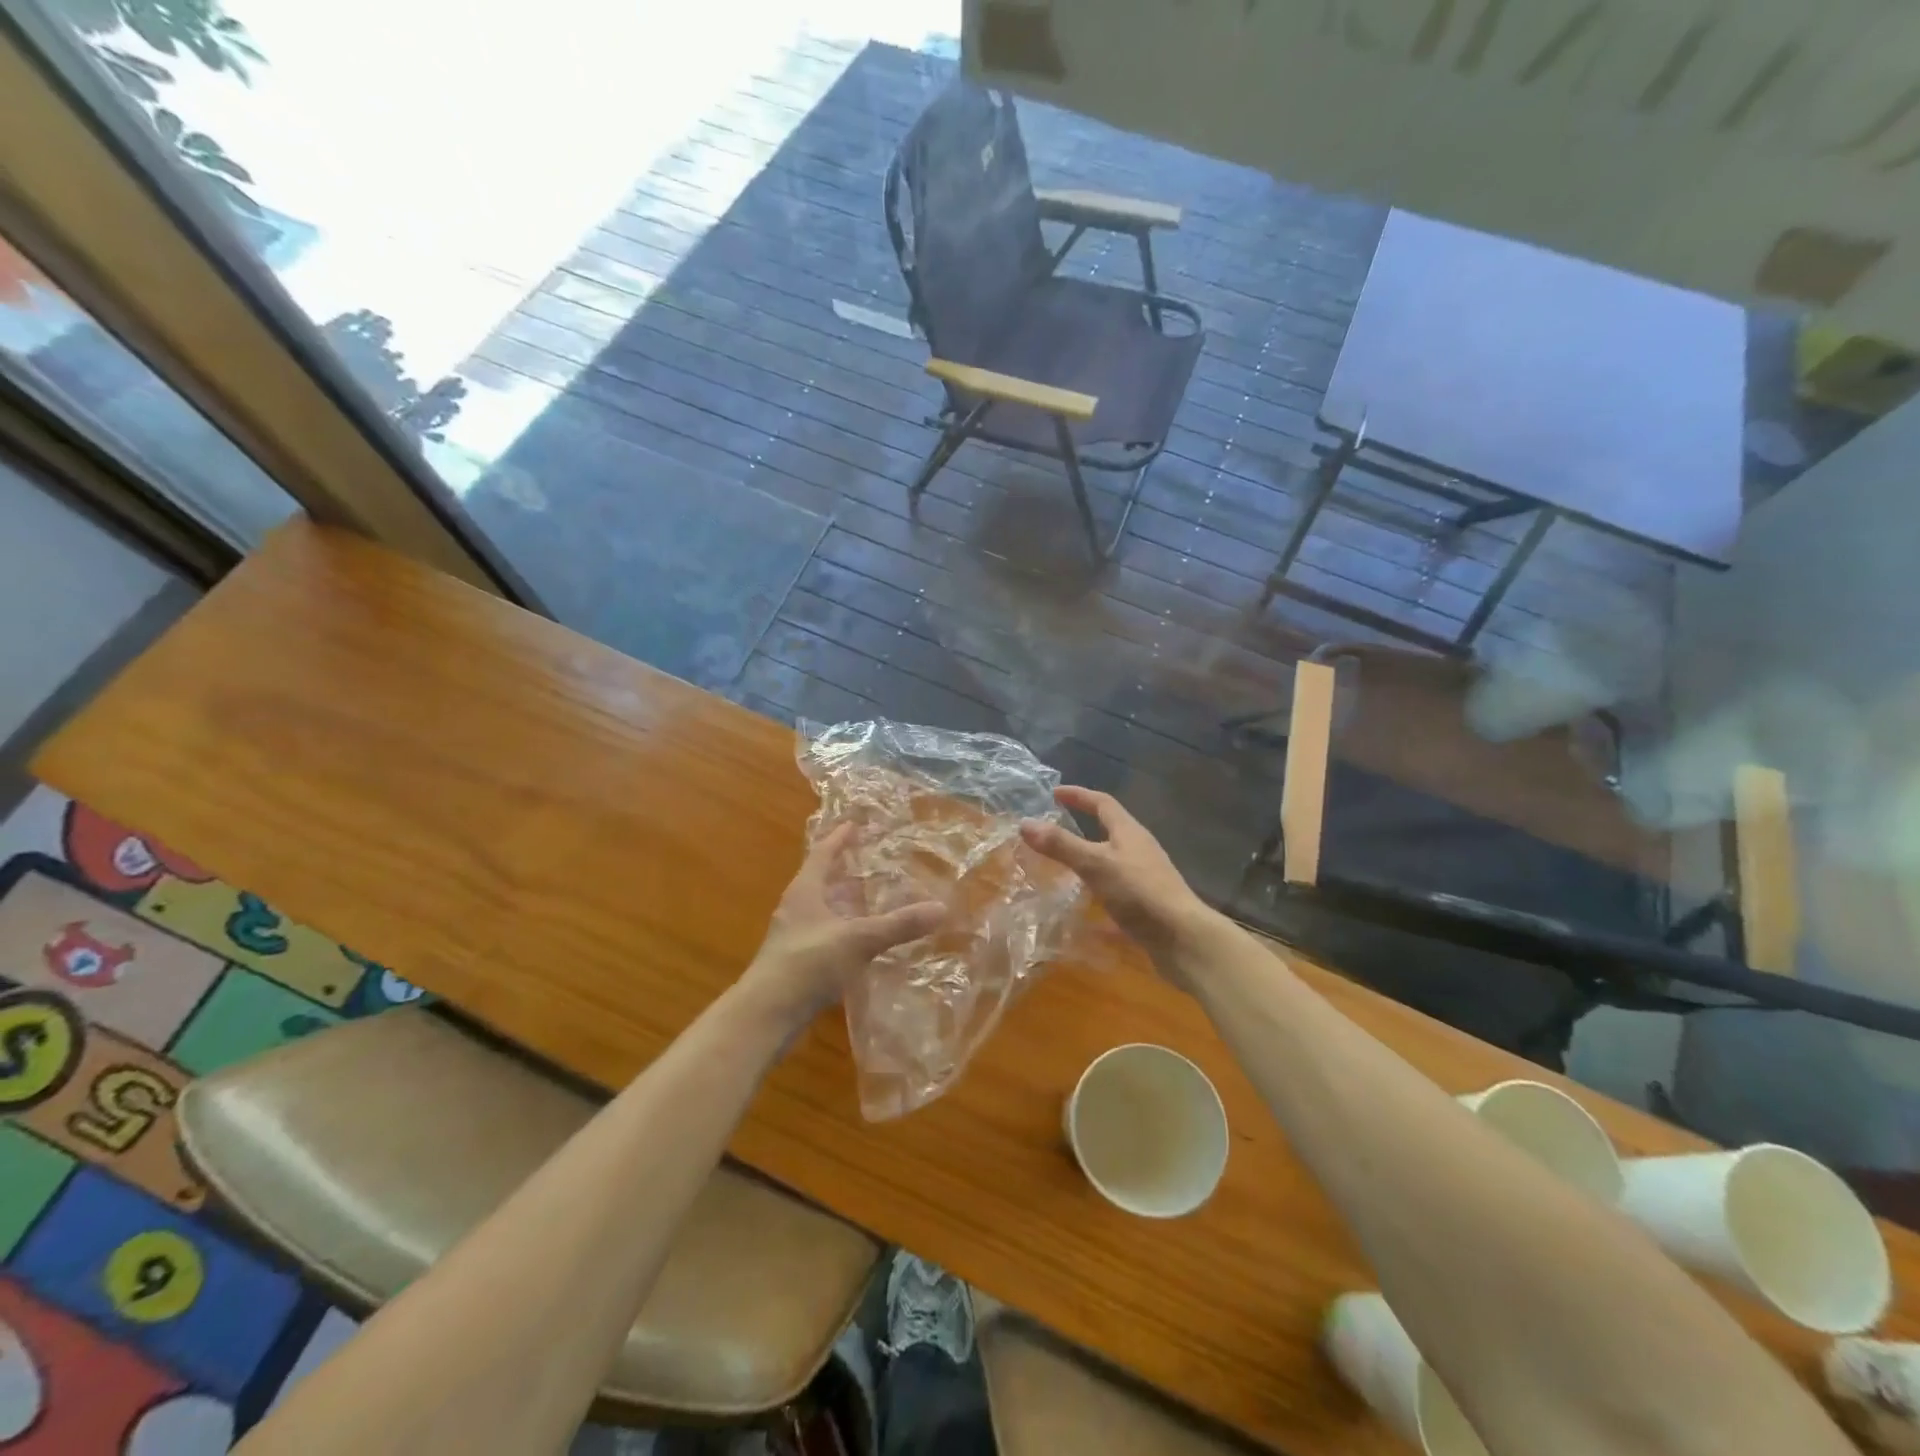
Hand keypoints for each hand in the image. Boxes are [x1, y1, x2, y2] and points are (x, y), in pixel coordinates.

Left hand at [738, 824, 944, 1032]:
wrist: (766, 1015)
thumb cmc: (808, 964)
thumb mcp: (858, 940)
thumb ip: (898, 924)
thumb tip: (941, 907)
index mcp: (805, 891)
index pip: (823, 854)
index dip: (839, 838)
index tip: (855, 824)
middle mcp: (796, 908)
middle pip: (822, 879)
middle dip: (845, 869)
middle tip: (871, 860)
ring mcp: (794, 936)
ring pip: (823, 908)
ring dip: (845, 901)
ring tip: (872, 898)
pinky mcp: (797, 961)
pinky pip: (825, 933)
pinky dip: (844, 929)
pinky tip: (862, 941)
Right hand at [1019, 786, 1218, 965]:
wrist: (1183, 939)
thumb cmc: (1139, 892)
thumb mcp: (1095, 864)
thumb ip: (1061, 845)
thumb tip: (1025, 823)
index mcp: (1129, 833)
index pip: (1102, 803)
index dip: (1079, 795)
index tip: (1055, 793)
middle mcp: (1139, 851)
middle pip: (1110, 830)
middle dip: (1083, 827)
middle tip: (1054, 830)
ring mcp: (1145, 879)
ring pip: (1112, 863)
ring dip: (1089, 862)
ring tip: (1062, 869)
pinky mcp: (1146, 906)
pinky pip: (1116, 894)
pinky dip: (1097, 898)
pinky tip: (1082, 915)